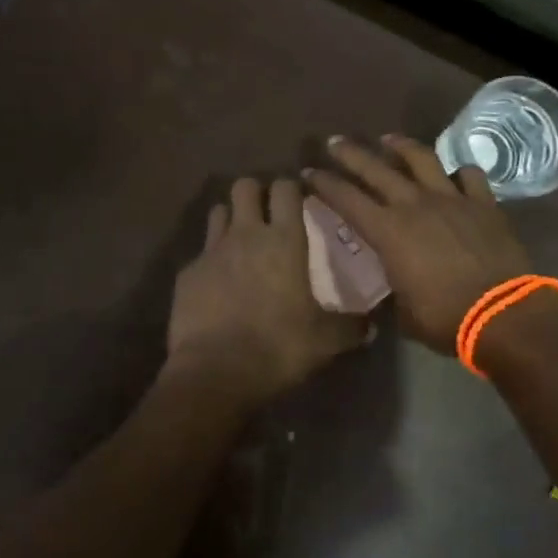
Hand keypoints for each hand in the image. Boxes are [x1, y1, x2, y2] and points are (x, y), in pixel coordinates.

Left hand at [165, 176, 369, 404]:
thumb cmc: (278, 346)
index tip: (298, 199)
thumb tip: (370, 326)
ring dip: (230, 219)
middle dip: (255, 192)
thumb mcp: (325, 341)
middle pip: (244, 186)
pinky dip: (210, 261)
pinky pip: (201, 253)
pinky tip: (217, 284)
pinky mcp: (187, 273)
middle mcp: (246, 235)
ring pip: (218, 211)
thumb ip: (350, 327)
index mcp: (284, 241)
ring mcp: (212, 251)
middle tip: (267, 213)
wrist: (214, 371)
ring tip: (241, 241)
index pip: (285, 189)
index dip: (291, 188)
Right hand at [305, 135, 535, 354]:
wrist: (504, 315)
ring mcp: (451, 199)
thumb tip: (391, 288)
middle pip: (376, 169)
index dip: (324, 184)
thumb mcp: (404, 312)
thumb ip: (393, 290)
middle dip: (351, 153)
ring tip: (388, 139)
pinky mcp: (483, 203)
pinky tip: (453, 174)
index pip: (346, 199)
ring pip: (421, 159)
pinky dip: (458, 172)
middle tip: (335, 141)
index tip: (309, 172)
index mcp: (388, 232)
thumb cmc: (446, 319)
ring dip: (401, 146)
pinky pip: (469, 175)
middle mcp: (415, 205)